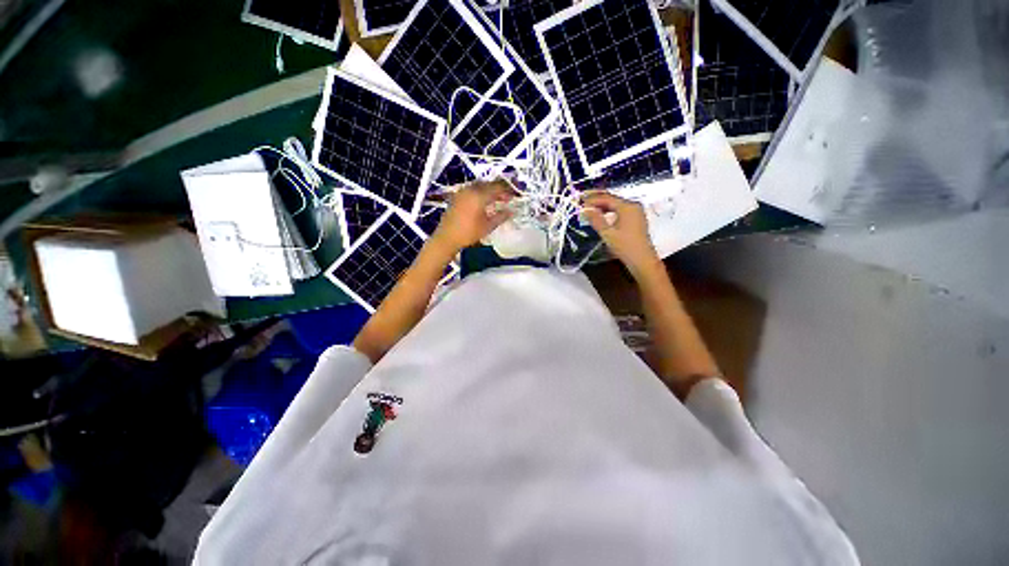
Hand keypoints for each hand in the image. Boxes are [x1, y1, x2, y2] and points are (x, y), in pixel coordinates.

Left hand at [432, 179, 514, 251]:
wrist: (447, 238)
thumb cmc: (469, 233)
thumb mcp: (488, 226)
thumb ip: (501, 217)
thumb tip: (511, 211)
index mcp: (479, 195)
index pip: (498, 188)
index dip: (508, 191)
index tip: (515, 196)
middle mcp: (470, 189)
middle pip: (488, 184)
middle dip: (499, 189)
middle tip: (507, 197)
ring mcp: (462, 192)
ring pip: (480, 185)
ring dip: (489, 190)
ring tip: (496, 199)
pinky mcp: (457, 196)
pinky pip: (472, 189)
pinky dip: (480, 192)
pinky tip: (483, 202)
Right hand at [582, 191, 659, 276]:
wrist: (642, 260)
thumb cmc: (625, 246)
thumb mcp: (607, 233)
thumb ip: (595, 219)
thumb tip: (584, 209)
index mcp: (627, 206)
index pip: (606, 198)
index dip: (592, 199)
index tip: (580, 202)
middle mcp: (633, 205)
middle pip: (612, 199)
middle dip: (597, 201)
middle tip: (583, 204)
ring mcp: (636, 212)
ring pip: (616, 205)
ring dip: (602, 206)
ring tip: (589, 210)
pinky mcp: (636, 219)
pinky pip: (620, 211)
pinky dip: (610, 211)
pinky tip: (601, 216)